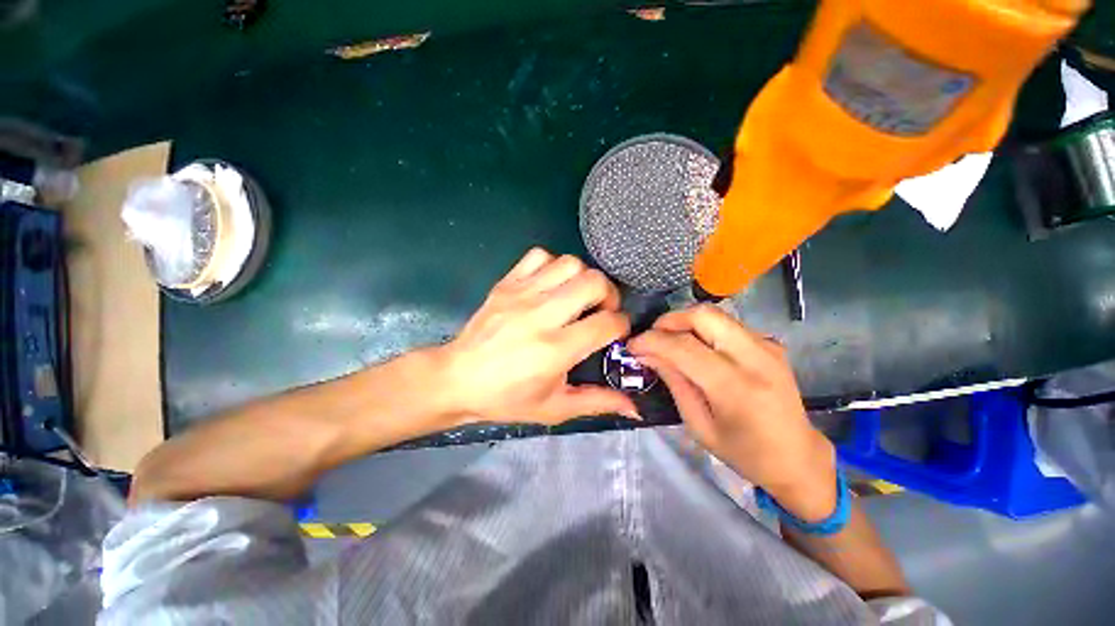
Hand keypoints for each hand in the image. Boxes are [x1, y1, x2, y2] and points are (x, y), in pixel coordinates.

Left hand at [433, 248, 637, 424]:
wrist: (456, 379)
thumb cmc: (506, 398)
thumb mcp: (555, 408)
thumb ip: (598, 403)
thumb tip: (636, 409)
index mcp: (555, 349)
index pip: (607, 323)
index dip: (621, 325)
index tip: (616, 332)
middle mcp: (541, 315)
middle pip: (593, 282)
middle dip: (609, 294)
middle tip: (601, 310)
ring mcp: (521, 294)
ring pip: (569, 263)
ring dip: (582, 278)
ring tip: (577, 297)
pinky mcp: (506, 283)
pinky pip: (539, 256)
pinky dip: (553, 265)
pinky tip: (550, 285)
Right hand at [628, 305, 837, 521]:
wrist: (799, 457)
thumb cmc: (745, 453)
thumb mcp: (699, 425)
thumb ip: (674, 382)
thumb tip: (647, 355)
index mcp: (736, 387)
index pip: (684, 346)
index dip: (652, 340)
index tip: (632, 346)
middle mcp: (755, 358)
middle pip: (703, 315)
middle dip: (669, 321)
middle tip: (652, 337)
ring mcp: (767, 346)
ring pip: (715, 314)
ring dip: (684, 323)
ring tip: (669, 342)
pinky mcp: (770, 343)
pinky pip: (727, 324)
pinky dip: (703, 329)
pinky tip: (696, 348)